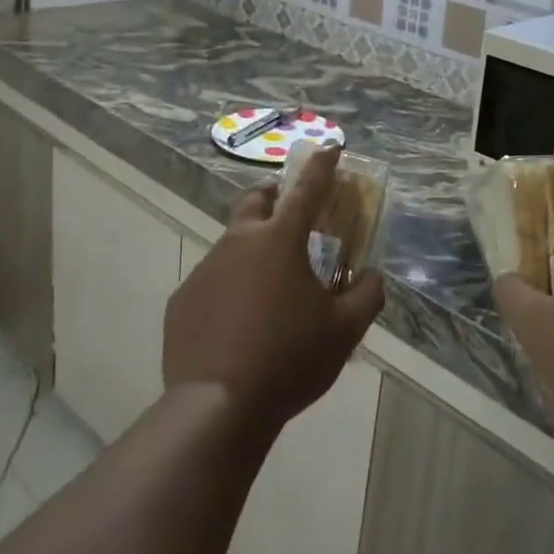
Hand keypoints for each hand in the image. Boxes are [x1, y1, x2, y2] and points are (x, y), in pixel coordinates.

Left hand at [164, 145, 384, 438]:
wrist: (218, 406)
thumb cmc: (289, 359)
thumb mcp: (345, 330)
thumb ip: (367, 295)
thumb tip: (371, 277)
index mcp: (280, 241)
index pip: (307, 189)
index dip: (322, 166)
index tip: (330, 147)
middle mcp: (238, 243)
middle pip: (255, 201)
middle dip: (273, 197)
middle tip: (290, 214)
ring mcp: (205, 270)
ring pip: (231, 245)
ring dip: (252, 252)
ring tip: (268, 292)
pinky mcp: (182, 300)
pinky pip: (211, 283)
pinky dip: (229, 289)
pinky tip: (238, 325)